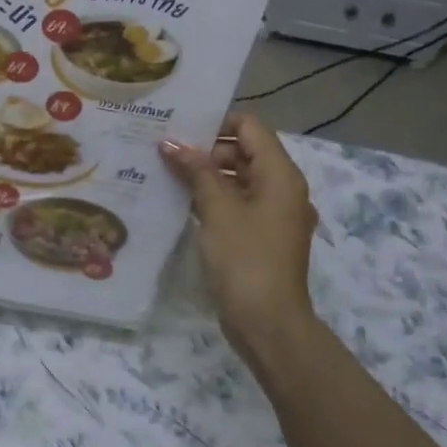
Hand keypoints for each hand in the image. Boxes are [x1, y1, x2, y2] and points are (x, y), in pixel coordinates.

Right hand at [160, 113, 319, 363]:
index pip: (250, 127)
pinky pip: (237, 204)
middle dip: (206, 149)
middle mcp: (282, 188)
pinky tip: (180, 201)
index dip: (216, 123)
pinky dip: (213, 198)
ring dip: (206, 175)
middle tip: (165, 151)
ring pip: (238, 179)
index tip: (179, 128)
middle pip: (244, 151)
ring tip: (165, 172)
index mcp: (280, 175)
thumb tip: (172, 143)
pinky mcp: (261, 236)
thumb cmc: (245, 259)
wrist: (267, 323)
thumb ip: (196, 171)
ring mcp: (273, 214)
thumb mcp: (217, 209)